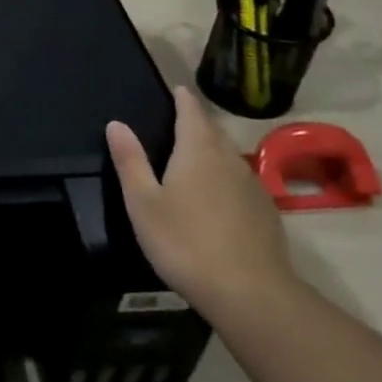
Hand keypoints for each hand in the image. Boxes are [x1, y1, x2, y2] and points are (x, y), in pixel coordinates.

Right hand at [107, 86, 296, 318]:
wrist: (250, 293)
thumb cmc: (184, 241)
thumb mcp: (143, 202)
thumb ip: (130, 161)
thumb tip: (116, 123)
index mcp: (197, 151)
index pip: (191, 113)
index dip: (183, 99)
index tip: (178, 89)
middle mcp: (228, 160)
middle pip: (213, 132)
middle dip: (197, 122)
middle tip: (179, 119)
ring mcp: (252, 187)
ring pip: (228, 157)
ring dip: (212, 150)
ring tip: (194, 155)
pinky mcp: (265, 213)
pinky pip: (240, 182)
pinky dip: (225, 178)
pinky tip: (217, 196)